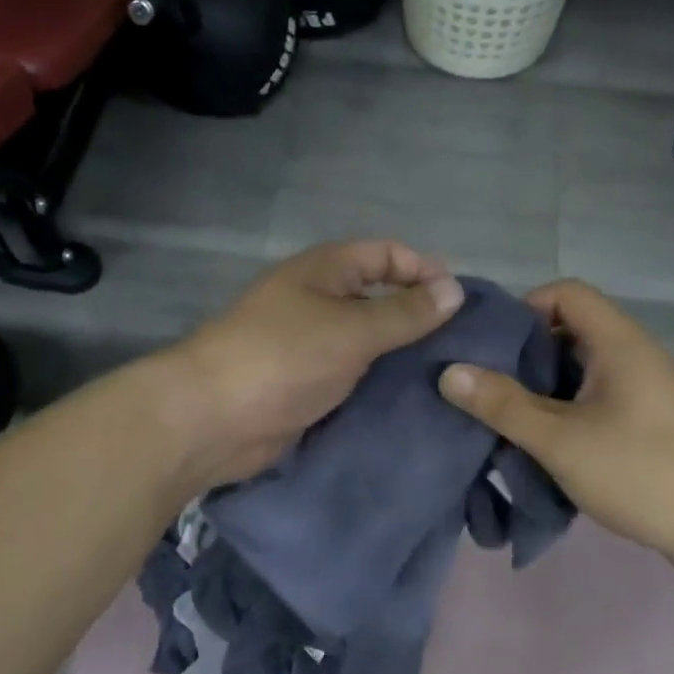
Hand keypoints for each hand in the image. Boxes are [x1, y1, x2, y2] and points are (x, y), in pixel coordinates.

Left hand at [170, 240, 464, 486]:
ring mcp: (309, 344)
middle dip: (417, 315)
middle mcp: (317, 300)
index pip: (386, 254)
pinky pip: (352, 375)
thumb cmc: (284, 358)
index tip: (460, 303)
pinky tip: (410, 399)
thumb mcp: (353, 330)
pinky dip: (377, 383)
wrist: (213, 418)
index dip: (423, 270)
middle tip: (460, 345)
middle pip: (378, 296)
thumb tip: (455, 290)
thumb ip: (405, 312)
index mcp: (325, 271)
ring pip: (366, 340)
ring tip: (445, 374)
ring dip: (399, 354)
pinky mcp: (305, 383)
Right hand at [438, 280, 673, 562]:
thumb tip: (449, 373)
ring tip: (509, 417)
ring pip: (582, 368)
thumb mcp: (561, 440)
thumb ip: (504, 405)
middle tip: (489, 387)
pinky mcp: (649, 419)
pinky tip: (547, 442)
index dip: (524, 309)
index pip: (566, 293)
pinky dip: (567, 408)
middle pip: (570, 330)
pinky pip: (598, 395)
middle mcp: (634, 353)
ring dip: (544, 387)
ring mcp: (646, 387)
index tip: (492, 348)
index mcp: (618, 342)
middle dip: (525, 354)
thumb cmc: (641, 471)